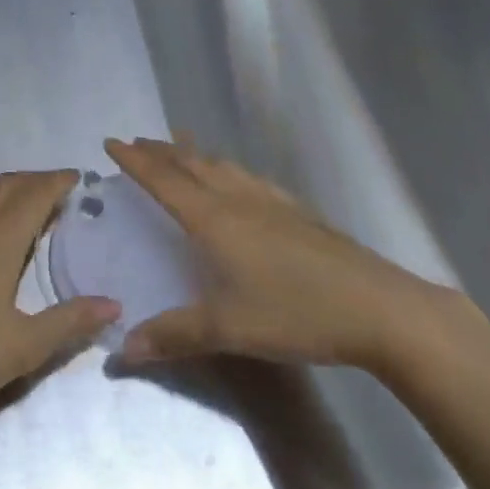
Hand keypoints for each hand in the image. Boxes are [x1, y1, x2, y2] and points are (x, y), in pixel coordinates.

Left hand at [0, 171, 118, 420]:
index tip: (76, 178)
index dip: (57, 182)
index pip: (34, 195)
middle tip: (54, 190)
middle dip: (34, 181)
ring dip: (3, 183)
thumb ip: (69, 321)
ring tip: (18, 194)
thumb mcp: (21, 347)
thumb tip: (113, 303)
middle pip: (6, 185)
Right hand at [105, 137, 452, 372]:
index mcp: (213, 219)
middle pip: (191, 164)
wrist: (378, 308)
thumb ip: (173, 335)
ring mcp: (271, 202)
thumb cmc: (295, 312)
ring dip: (195, 154)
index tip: (111, 142)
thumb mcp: (228, 329)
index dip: (135, 161)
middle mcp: (238, 200)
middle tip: (138, 141)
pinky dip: (228, 169)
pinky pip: (249, 178)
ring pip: (223, 166)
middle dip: (160, 151)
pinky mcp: (298, 213)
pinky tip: (240, 180)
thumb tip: (122, 348)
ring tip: (181, 146)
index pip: (163, 180)